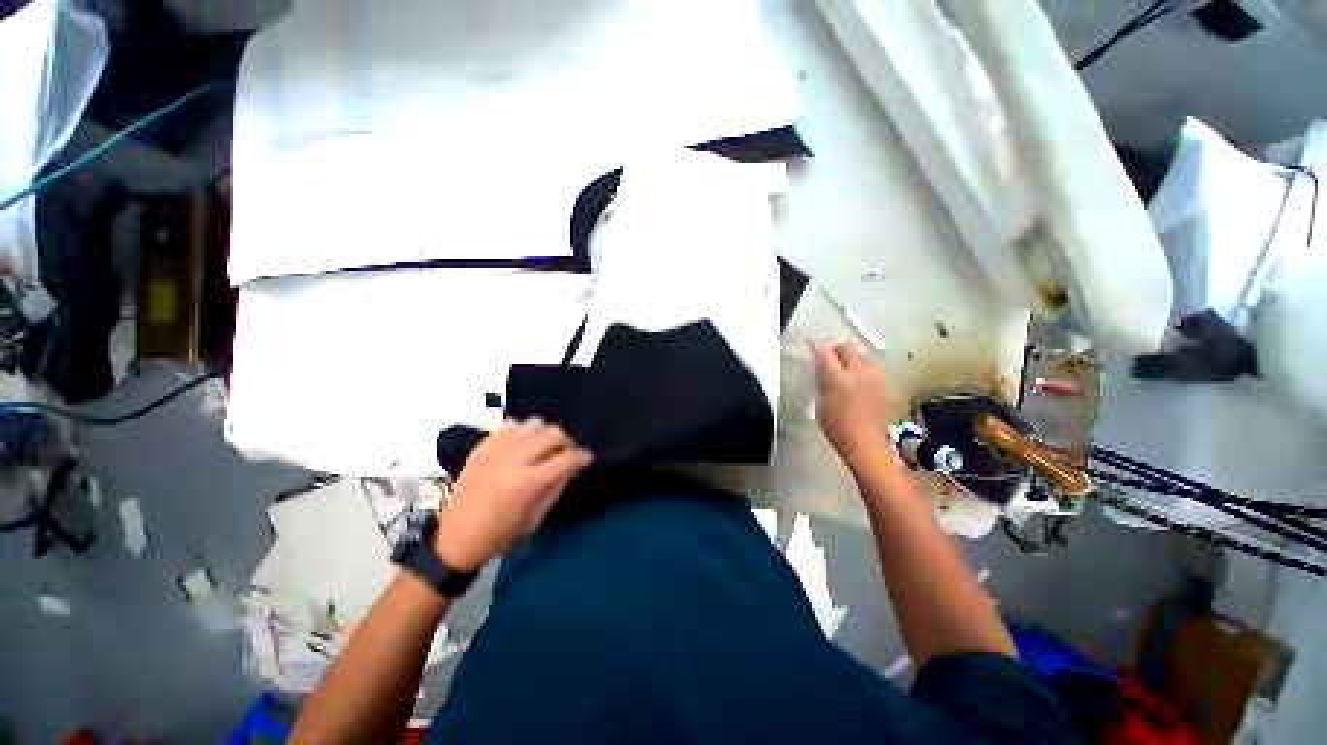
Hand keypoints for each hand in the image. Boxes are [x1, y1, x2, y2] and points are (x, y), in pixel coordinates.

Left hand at [435, 419, 592, 570]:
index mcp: (526, 483)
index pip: (564, 459)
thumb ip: (557, 487)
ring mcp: (495, 451)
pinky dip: (523, 431)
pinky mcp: (482, 448)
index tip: (587, 458)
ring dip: (545, 433)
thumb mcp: (536, 518)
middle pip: (551, 434)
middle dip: (566, 442)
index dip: (581, 456)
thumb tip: (573, 466)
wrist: (456, 540)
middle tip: (566, 453)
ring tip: (544, 447)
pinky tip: (523, 444)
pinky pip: (509, 425)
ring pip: (533, 423)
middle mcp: (512, 460)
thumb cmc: (501, 535)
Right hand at [811, 340, 893, 469]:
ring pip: (862, 355)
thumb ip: (822, 382)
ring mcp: (873, 377)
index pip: (825, 352)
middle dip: (836, 348)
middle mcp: (857, 372)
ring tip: (845, 366)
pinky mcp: (883, 384)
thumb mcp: (820, 403)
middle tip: (829, 355)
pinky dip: (862, 367)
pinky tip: (858, 378)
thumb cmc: (836, 426)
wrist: (864, 442)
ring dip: (852, 356)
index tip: (812, 346)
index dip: (817, 347)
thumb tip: (822, 369)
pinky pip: (871, 367)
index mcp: (837, 378)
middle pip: (847, 347)